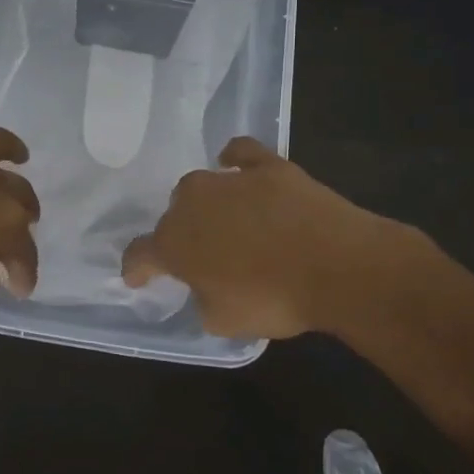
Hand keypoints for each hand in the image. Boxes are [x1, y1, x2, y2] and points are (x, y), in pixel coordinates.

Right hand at [122, 137, 446, 342]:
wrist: (336, 266)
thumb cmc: (274, 300)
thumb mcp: (224, 321)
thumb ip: (202, 301)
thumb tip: (205, 288)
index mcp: (173, 244)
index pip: (140, 254)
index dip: (137, 268)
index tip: (138, 278)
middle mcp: (191, 204)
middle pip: (173, 217)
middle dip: (182, 235)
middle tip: (204, 257)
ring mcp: (228, 179)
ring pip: (202, 187)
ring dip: (208, 205)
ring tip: (227, 222)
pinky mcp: (266, 165)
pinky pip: (240, 152)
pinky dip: (234, 158)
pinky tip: (236, 165)